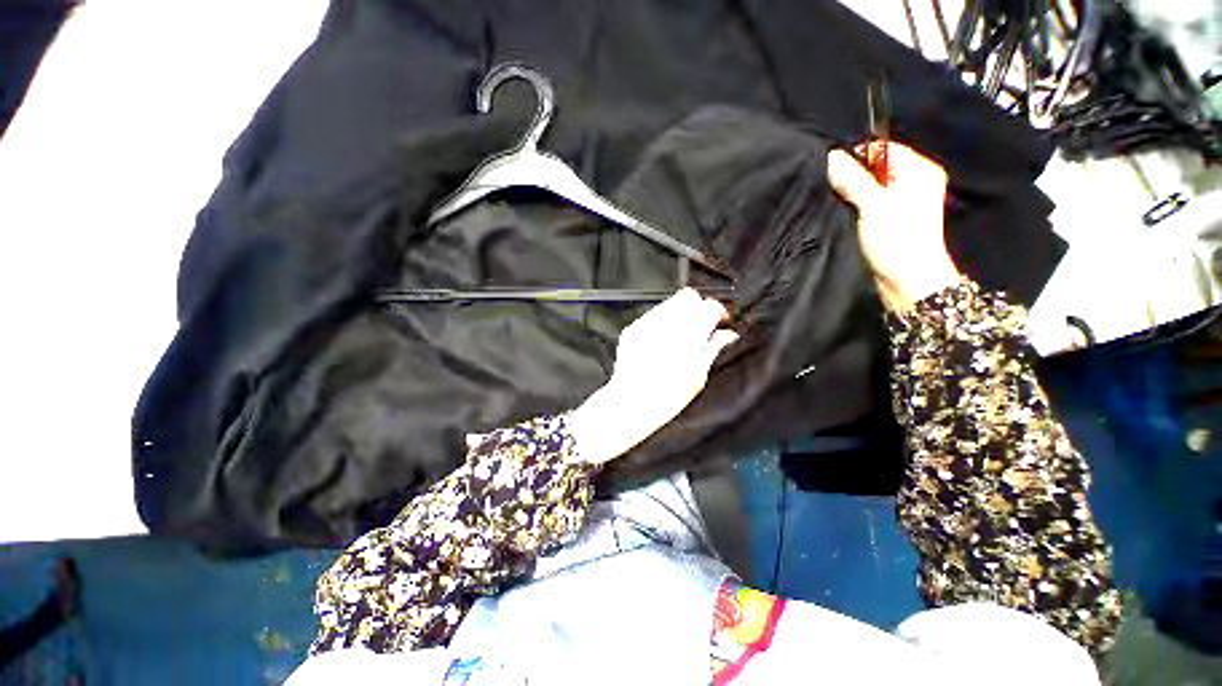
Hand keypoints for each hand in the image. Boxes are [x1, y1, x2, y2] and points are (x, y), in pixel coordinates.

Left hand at [568, 289, 738, 464]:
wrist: (632, 403)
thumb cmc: (667, 396)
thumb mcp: (699, 375)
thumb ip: (713, 348)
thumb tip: (728, 334)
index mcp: (689, 335)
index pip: (709, 306)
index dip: (717, 312)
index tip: (719, 322)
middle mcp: (667, 323)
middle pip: (689, 296)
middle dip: (698, 307)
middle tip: (701, 326)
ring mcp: (647, 324)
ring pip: (669, 303)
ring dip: (680, 314)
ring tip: (680, 337)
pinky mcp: (633, 328)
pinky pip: (652, 315)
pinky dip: (662, 322)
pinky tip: (662, 341)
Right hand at [826, 141, 960, 312]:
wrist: (908, 280)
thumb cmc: (897, 240)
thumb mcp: (872, 205)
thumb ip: (852, 179)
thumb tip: (831, 157)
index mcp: (920, 169)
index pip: (884, 148)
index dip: (858, 156)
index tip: (835, 172)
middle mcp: (916, 180)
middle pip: (876, 167)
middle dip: (854, 176)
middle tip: (836, 190)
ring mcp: (906, 200)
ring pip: (872, 186)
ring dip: (854, 192)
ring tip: (840, 203)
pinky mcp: (895, 217)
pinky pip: (873, 201)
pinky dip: (859, 205)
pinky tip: (848, 214)